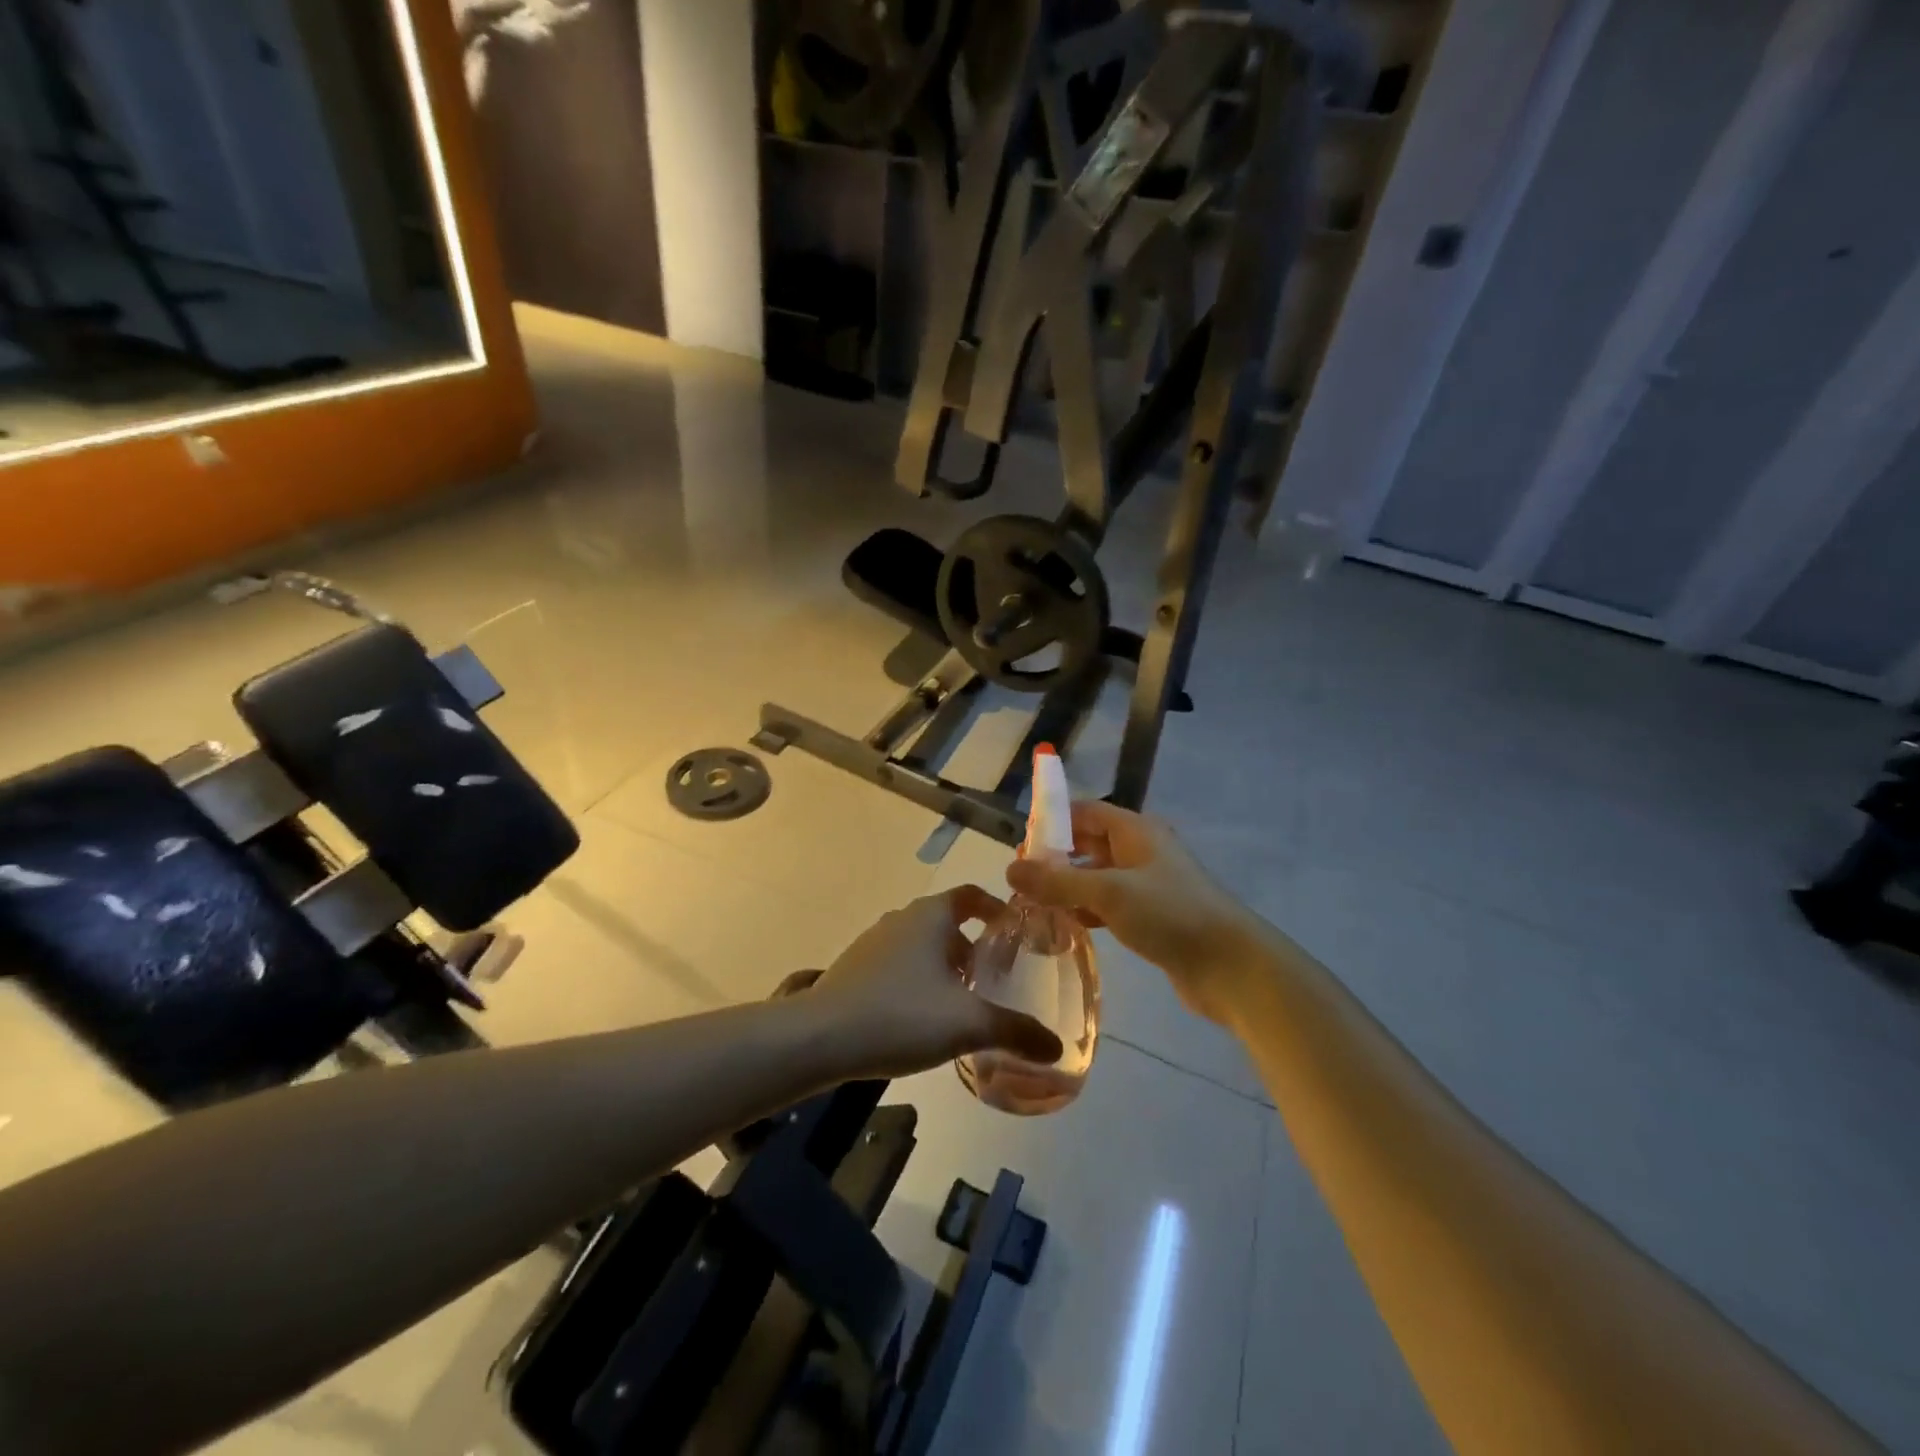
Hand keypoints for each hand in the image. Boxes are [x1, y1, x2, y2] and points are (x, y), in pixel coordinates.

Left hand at [787, 888, 1063, 1078]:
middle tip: (994, 979)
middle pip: (947, 922)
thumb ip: (1016, 1032)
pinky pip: (897, 964)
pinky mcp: (854, 968)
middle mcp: (902, 919)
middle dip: (973, 947)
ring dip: (944, 965)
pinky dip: (917, 980)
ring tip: (961, 1003)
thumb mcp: (968, 1024)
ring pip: (921, 945)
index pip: (971, 895)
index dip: (995, 908)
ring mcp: (873, 942)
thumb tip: (1056, 1048)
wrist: (820, 1038)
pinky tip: (920, 1019)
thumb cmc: (901, 1015)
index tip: (1014, 932)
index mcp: (931, 916)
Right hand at [1006, 801, 1265, 1024]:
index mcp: (1136, 831)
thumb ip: (1057, 881)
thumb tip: (1009, 870)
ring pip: (1098, 876)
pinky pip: (1110, 905)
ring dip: (1069, 887)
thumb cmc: (1170, 914)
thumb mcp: (1108, 893)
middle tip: (1021, 879)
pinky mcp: (1152, 917)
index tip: (1020, 845)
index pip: (1086, 811)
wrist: (1232, 967)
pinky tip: (1066, 927)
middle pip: (1090, 843)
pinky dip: (1087, 911)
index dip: (1053, 821)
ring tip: (1034, 904)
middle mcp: (1142, 851)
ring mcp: (1149, 885)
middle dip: (1056, 857)